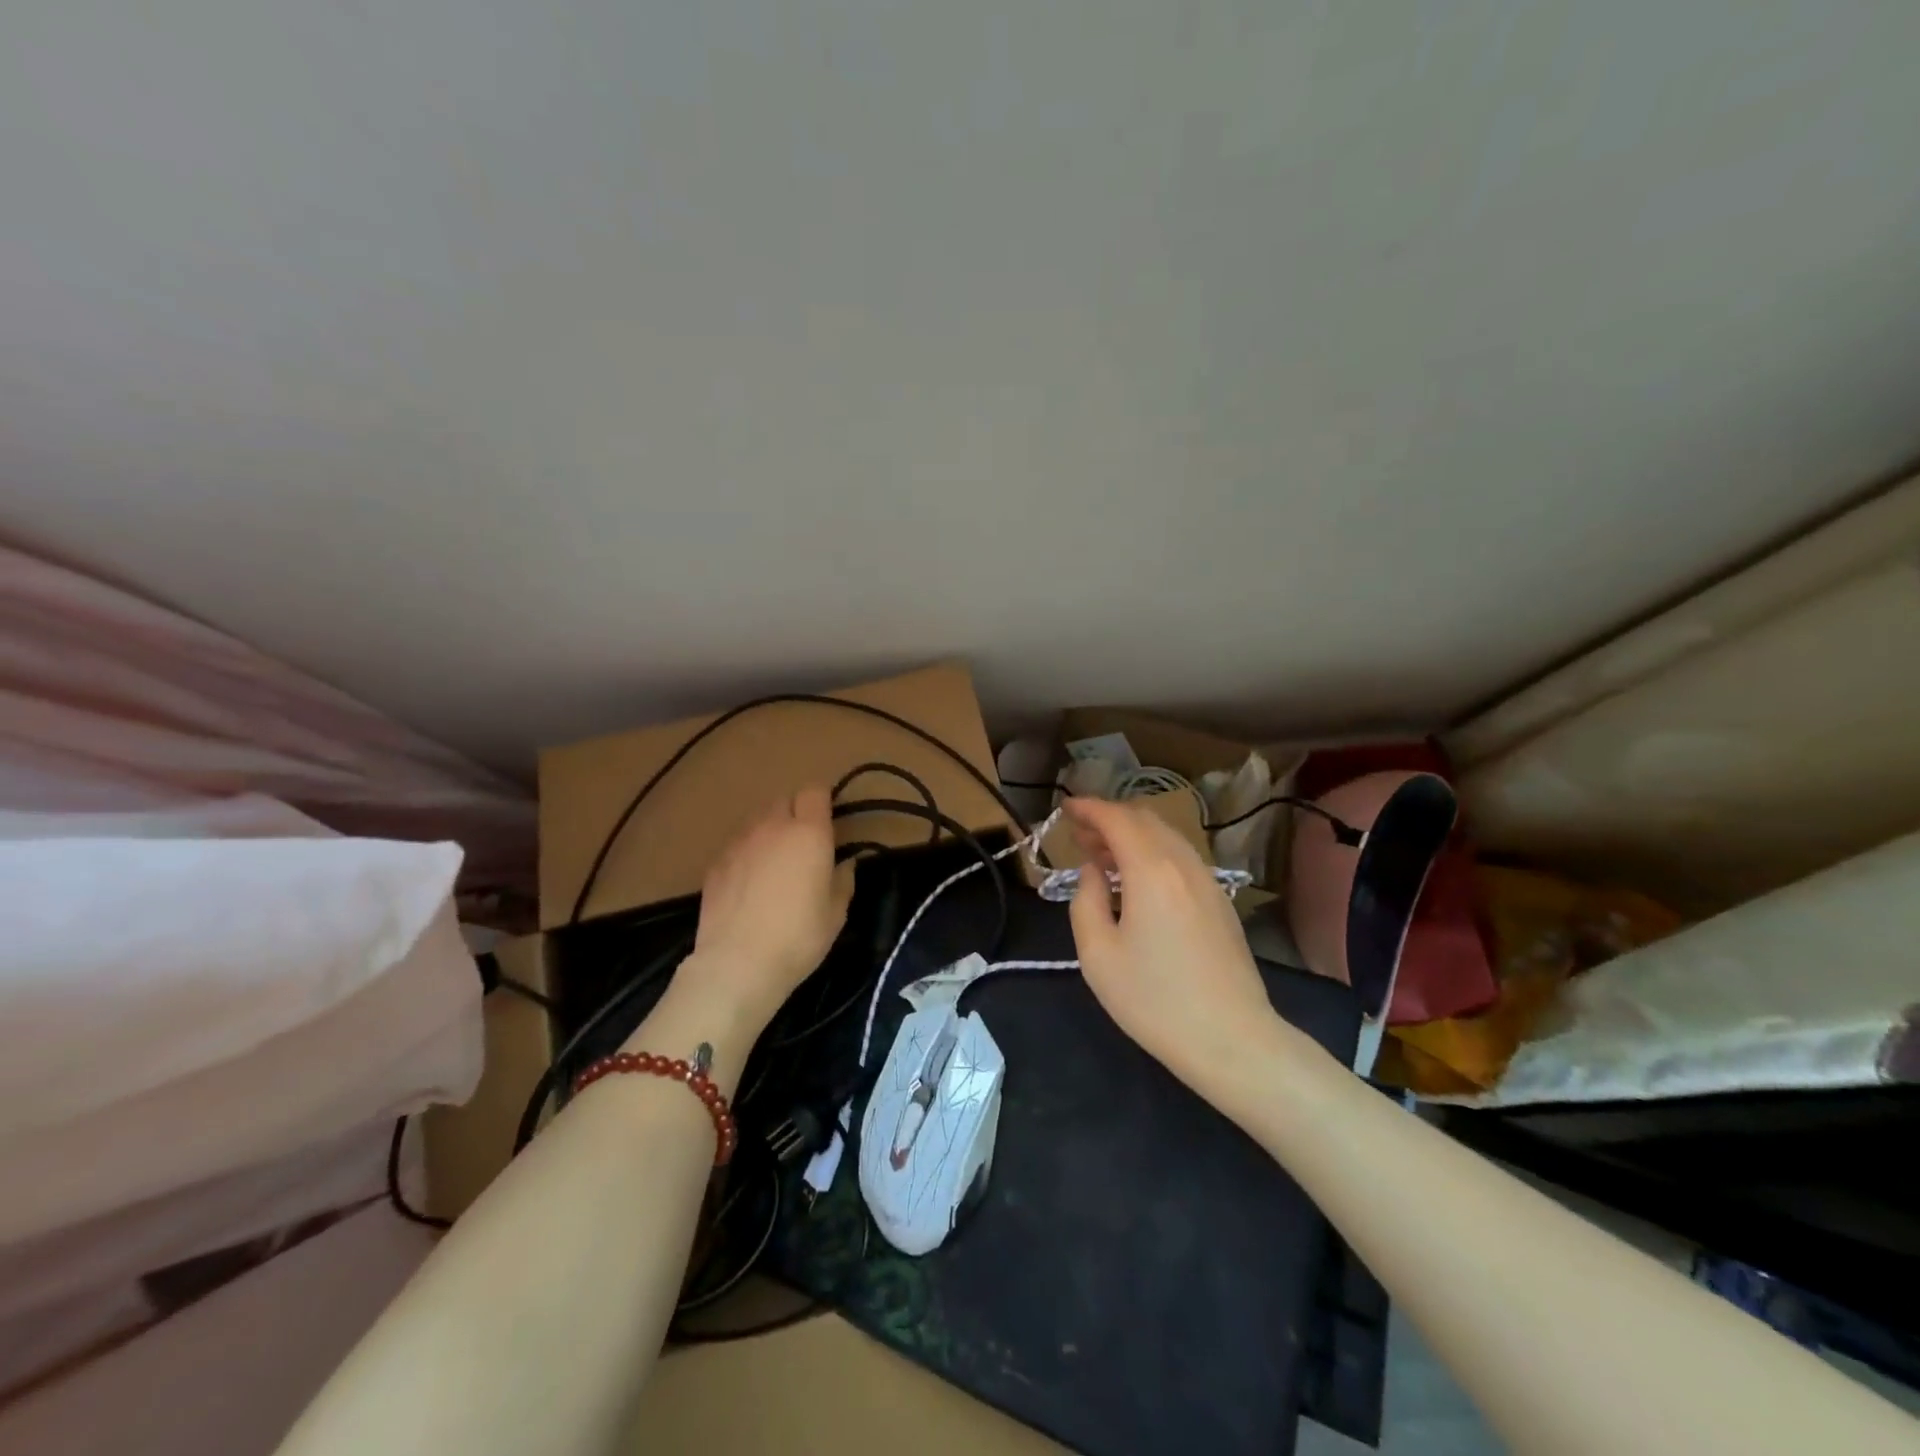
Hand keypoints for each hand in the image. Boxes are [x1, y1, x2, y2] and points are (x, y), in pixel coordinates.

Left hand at [669, 786, 854, 1035]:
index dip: (822, 800)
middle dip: (796, 813)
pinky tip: (749, 883)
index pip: (814, 790)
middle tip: (804, 844)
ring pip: (757, 820)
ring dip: (769, 831)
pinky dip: (747, 853)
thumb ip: (843, 880)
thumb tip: (846, 864)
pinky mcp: (715, 863)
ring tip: (774, 863)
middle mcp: (772, 827)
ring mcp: (739, 843)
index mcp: (808, 832)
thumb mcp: (836, 913)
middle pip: (784, 800)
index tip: (828, 821)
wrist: (737, 964)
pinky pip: (737, 845)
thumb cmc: (798, 937)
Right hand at [1065, 797, 1280, 1097]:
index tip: (1065, 808)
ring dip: (1132, 835)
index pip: (1117, 819)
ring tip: (1103, 856)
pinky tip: (1137, 880)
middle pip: (1145, 820)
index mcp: (1151, 870)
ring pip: (1166, 837)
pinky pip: (1181, 858)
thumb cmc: (1155, 1000)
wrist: (1232, 1040)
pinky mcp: (1220, 901)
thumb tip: (1093, 872)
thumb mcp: (1098, 955)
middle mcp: (1183, 864)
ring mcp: (1208, 881)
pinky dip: (1153, 852)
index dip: (1088, 808)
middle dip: (1109, 818)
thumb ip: (1086, 901)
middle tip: (1079, 834)